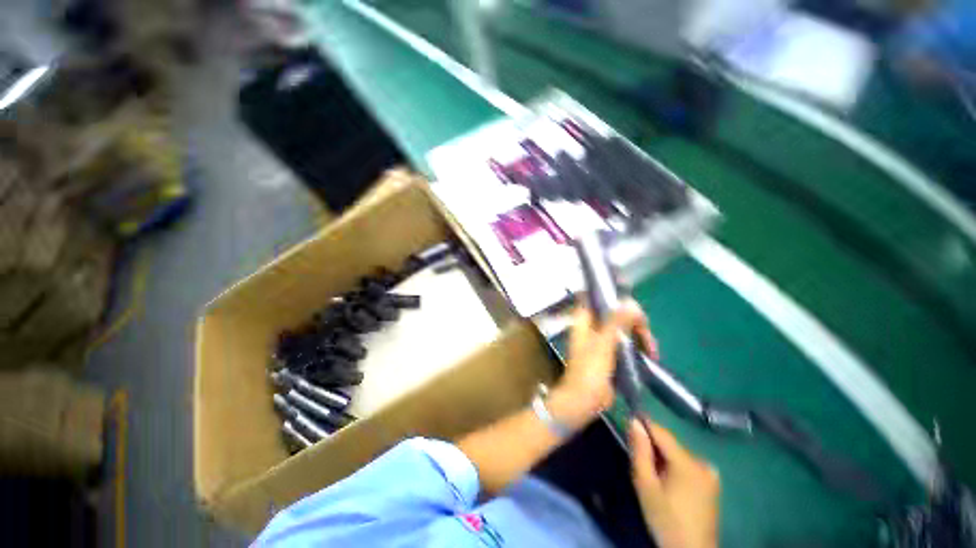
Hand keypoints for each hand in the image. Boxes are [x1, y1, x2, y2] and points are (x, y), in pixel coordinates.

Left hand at [547, 299, 656, 429]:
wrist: (584, 400)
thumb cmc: (589, 370)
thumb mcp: (603, 344)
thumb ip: (616, 322)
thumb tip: (630, 303)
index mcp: (584, 320)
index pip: (596, 299)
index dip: (612, 297)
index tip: (632, 303)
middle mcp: (591, 327)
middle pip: (614, 313)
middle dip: (633, 321)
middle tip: (646, 334)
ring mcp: (600, 340)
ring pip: (622, 328)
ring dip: (638, 335)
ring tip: (652, 350)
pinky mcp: (609, 353)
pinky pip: (625, 343)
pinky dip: (637, 346)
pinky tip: (649, 355)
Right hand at [629, 419, 719, 547]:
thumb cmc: (666, 519)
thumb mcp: (646, 485)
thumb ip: (640, 452)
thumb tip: (634, 421)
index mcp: (688, 463)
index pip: (661, 431)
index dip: (643, 424)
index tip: (627, 423)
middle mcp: (702, 462)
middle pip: (670, 443)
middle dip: (652, 445)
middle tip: (637, 455)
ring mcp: (710, 473)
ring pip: (678, 453)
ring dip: (663, 456)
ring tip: (651, 471)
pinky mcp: (712, 482)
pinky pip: (687, 464)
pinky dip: (674, 466)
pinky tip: (667, 480)